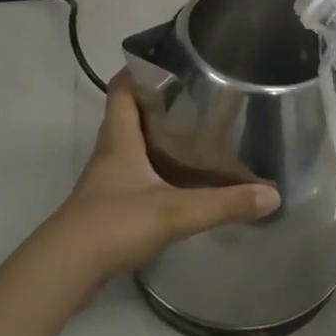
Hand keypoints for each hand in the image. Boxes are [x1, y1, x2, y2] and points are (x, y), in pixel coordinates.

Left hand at [40, 74, 279, 289]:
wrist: (63, 273)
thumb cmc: (114, 225)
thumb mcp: (175, 212)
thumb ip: (224, 204)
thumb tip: (271, 195)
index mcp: (119, 139)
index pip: (122, 89)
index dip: (141, 71)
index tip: (172, 62)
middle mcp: (110, 153)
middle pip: (128, 114)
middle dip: (157, 102)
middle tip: (196, 96)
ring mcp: (106, 182)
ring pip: (130, 146)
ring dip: (155, 136)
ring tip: (194, 132)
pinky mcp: (107, 208)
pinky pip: (132, 175)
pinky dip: (153, 169)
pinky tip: (178, 180)